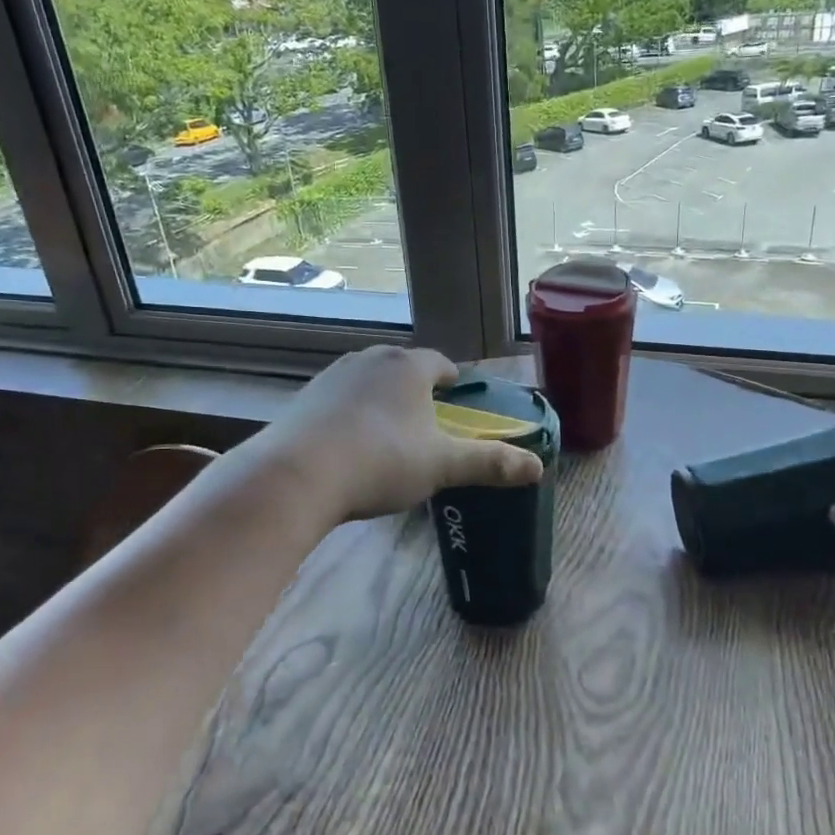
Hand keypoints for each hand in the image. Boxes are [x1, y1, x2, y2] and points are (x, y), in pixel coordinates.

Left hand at [253, 346, 543, 523]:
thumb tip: (537, 468)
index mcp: (408, 366)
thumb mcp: (442, 466)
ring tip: (389, 438)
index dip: (453, 383)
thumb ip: (489, 463)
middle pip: (404, 370)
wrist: (296, 476)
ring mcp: (332, 376)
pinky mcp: (304, 398)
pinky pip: (340, 401)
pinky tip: (350, 448)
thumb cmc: (381, 461)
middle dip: (418, 393)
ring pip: (370, 383)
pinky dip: (352, 417)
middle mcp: (370, 359)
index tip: (458, 404)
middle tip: (428, 427)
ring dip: (383, 403)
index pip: (441, 364)